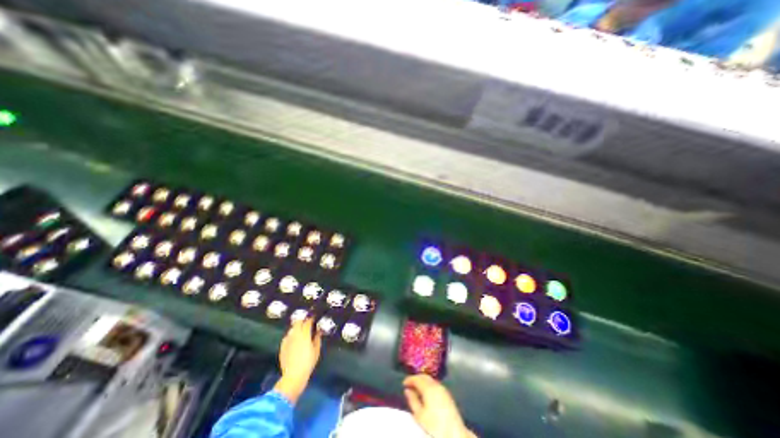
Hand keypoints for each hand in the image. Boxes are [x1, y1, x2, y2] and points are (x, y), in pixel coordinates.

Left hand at [275, 316, 321, 401]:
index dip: (312, 318)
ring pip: (292, 328)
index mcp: (304, 333)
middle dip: (303, 320)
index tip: (314, 317)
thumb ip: (317, 337)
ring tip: (301, 330)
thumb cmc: (308, 362)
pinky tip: (294, 340)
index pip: (308, 321)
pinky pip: (287, 337)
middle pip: (298, 321)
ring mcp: (287, 340)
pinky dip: (291, 335)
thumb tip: (318, 330)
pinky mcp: (282, 346)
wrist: (293, 375)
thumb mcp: (317, 349)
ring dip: (297, 327)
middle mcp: (295, 334)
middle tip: (307, 322)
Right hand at [402, 374, 474, 437]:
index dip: (409, 379)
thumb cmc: (435, 425)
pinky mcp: (447, 393)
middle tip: (409, 384)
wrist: (454, 433)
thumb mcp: (420, 415)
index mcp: (428, 388)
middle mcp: (436, 384)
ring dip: (422, 381)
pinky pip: (435, 383)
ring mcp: (442, 388)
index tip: (403, 383)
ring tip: (416, 388)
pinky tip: (426, 392)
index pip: (417, 378)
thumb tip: (407, 390)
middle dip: (416, 378)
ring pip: (430, 379)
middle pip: (424, 376)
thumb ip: (412, 400)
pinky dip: (428, 384)